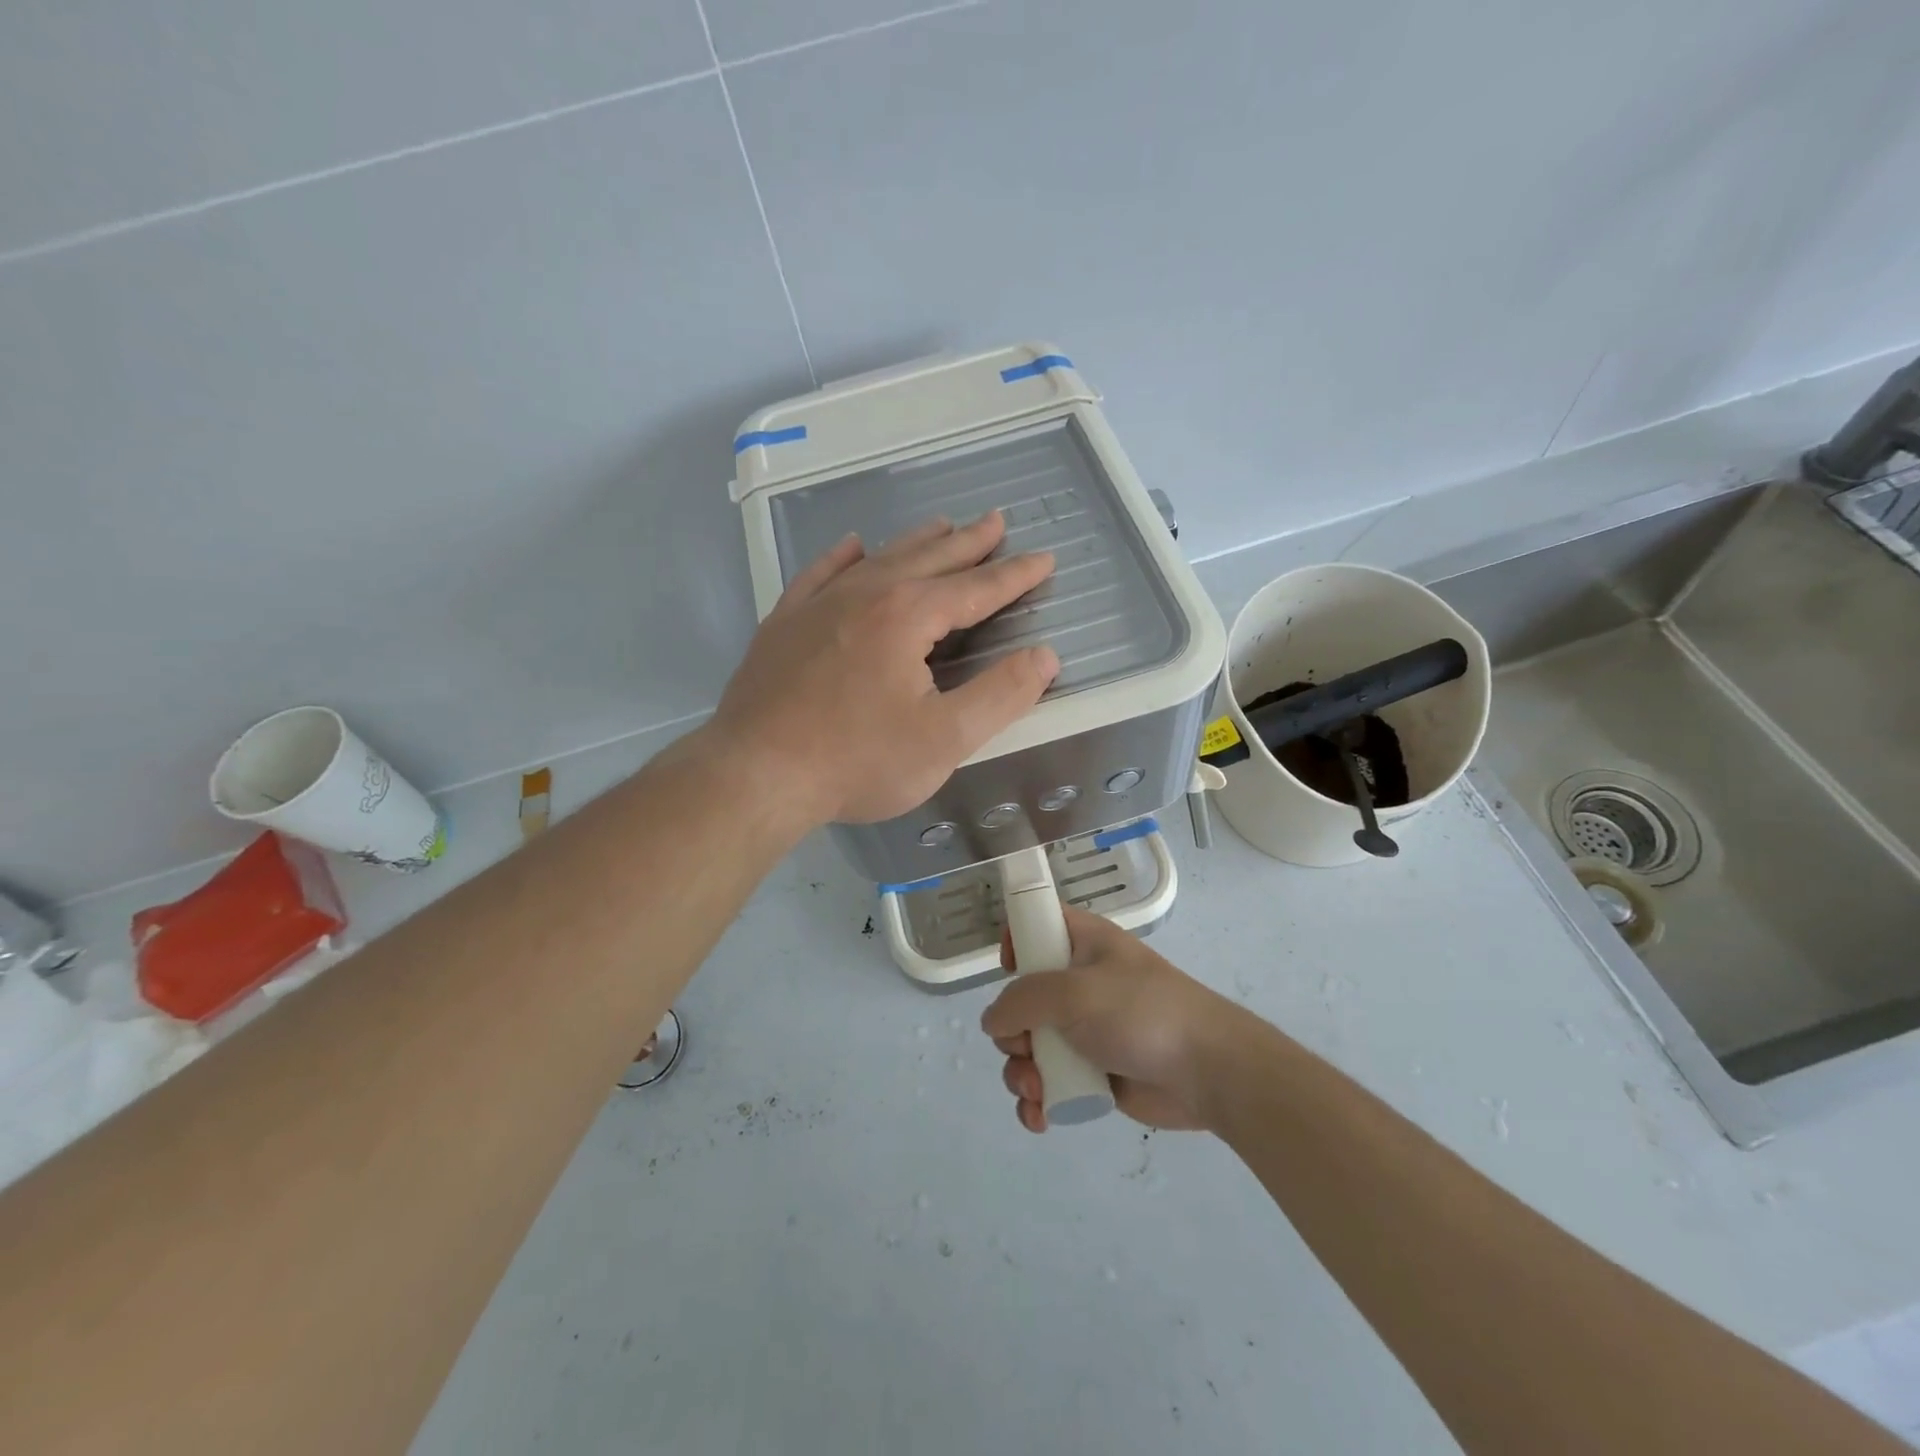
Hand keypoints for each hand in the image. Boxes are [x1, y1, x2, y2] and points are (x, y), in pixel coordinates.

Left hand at [708, 512, 1058, 827]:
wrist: (756, 774)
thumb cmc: (857, 761)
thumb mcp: (945, 739)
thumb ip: (1001, 695)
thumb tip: (1044, 656)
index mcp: (908, 617)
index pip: (976, 588)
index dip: (1015, 575)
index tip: (1045, 558)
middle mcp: (865, 594)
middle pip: (929, 559)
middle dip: (968, 542)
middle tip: (995, 521)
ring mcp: (818, 605)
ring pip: (878, 559)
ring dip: (916, 542)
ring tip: (942, 525)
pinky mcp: (784, 624)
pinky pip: (819, 574)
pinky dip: (842, 557)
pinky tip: (852, 546)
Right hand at [982, 905, 1243, 1132]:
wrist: (1208, 1071)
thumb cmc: (1141, 1013)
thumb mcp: (1075, 993)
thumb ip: (1023, 1000)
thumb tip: (993, 1021)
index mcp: (1083, 944)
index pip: (1039, 925)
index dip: (1017, 942)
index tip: (1009, 971)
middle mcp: (1080, 983)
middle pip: (1022, 998)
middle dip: (1011, 1030)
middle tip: (1024, 1047)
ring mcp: (1086, 1030)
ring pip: (1030, 1047)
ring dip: (1020, 1071)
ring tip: (1034, 1089)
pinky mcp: (1093, 1073)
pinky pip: (1050, 1082)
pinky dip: (1038, 1100)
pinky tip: (1040, 1118)